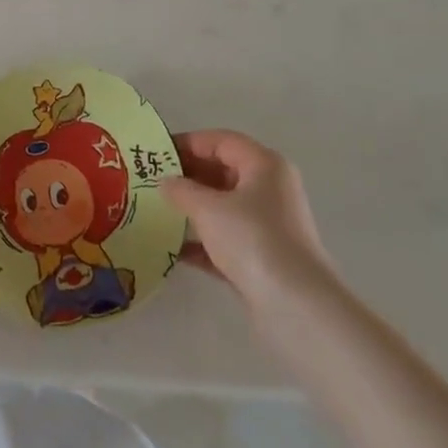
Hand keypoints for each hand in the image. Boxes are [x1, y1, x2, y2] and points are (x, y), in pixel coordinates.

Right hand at [161, 130, 337, 308]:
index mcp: (264, 165)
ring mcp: (268, 225)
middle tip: (151, 181)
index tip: (156, 153)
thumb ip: (181, 190)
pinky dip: (202, 241)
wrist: (296, 306)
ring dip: (192, 208)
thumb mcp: (208, 208)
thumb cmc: (252, 239)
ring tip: (156, 211)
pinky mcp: (263, 258)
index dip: (187, 143)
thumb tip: (165, 182)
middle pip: (223, 171)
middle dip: (187, 175)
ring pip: (223, 206)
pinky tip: (173, 249)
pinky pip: (226, 239)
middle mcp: (270, 189)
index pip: (221, 141)